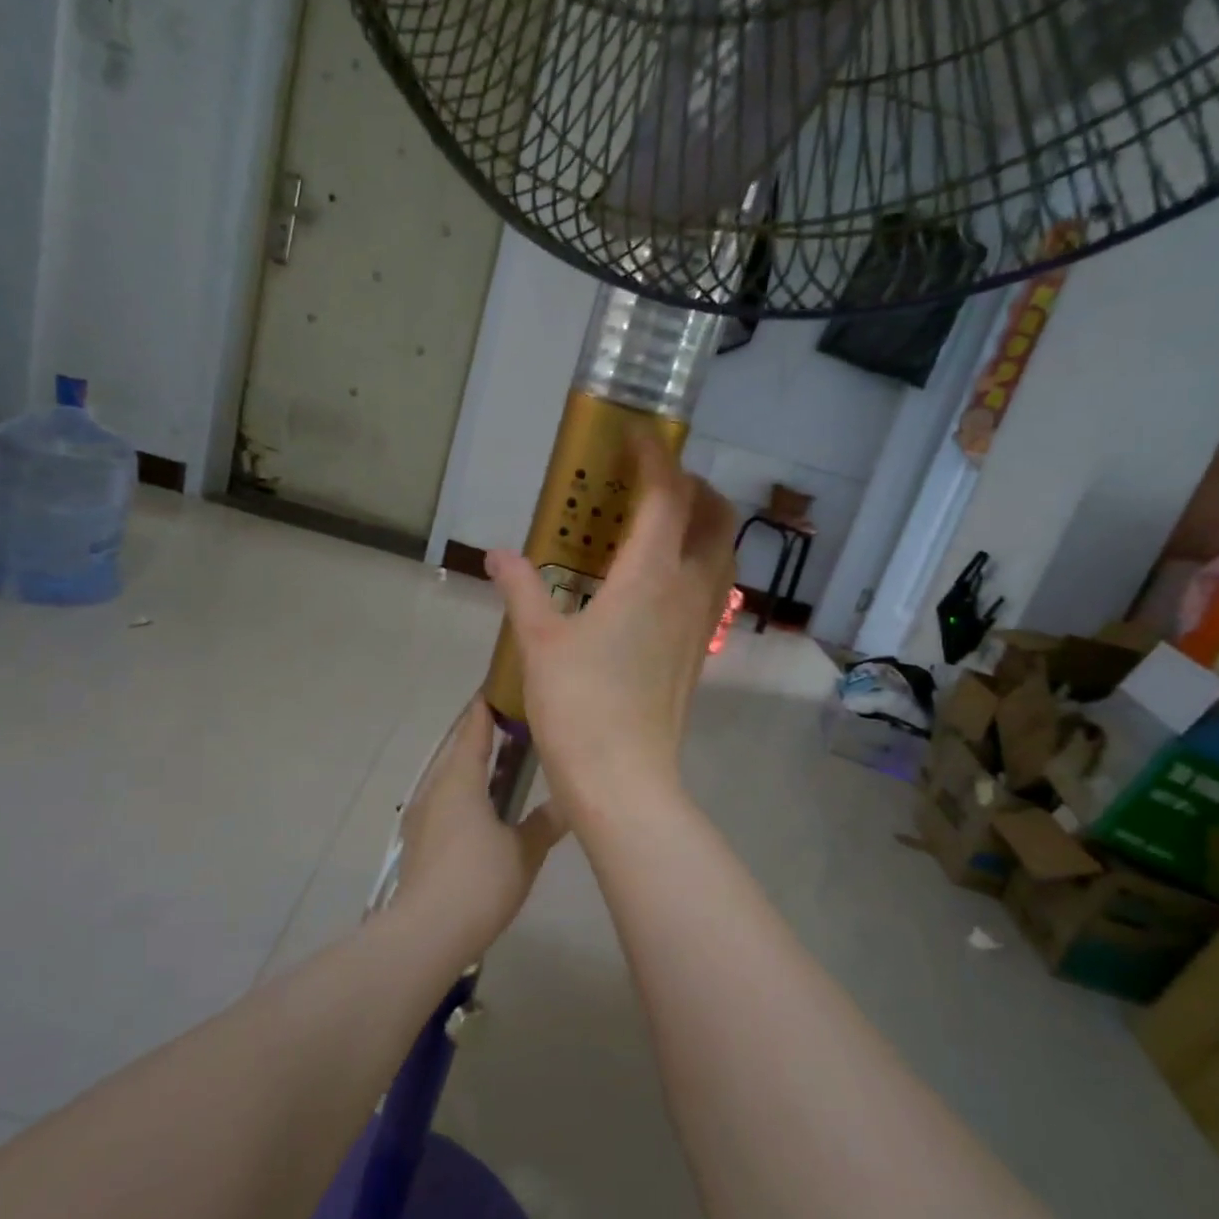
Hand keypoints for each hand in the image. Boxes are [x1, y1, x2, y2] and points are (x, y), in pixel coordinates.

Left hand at [391, 695, 566, 956]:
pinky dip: (464, 790)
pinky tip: (483, 806)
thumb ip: (546, 823)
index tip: (503, 689)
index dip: (487, 708)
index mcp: (460, 779)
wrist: (426, 933)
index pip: (474, 729)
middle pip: (458, 749)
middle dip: (482, 734)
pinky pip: (444, 798)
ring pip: (449, 775)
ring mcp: (423, 814)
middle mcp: (436, 788)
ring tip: (502, 764)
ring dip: (472, 764)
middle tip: (514, 725)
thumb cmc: (479, 882)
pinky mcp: (420, 838)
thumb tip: (570, 802)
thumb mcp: (523, 852)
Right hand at [487, 436, 735, 827]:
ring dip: (701, 524)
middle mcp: (689, 590)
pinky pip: (711, 587)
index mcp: (650, 576)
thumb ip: (521, 590)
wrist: (625, 781)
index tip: (636, 437)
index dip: (655, 458)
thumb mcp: (540, 642)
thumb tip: (497, 555)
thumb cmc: (580, 706)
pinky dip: (696, 562)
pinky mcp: (700, 652)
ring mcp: (702, 623)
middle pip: (715, 517)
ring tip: (657, 524)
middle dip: (692, 486)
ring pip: (721, 553)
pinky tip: (656, 581)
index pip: (668, 495)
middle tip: (653, 483)